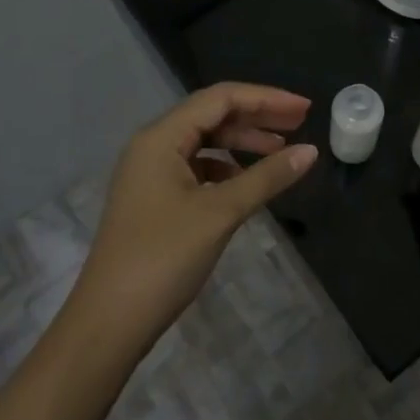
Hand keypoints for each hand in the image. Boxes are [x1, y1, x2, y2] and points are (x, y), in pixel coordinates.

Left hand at [69, 82, 316, 347]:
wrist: (109, 322)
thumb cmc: (164, 258)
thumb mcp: (221, 213)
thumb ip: (267, 177)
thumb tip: (310, 152)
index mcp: (161, 137)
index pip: (221, 98)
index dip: (266, 98)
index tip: (305, 110)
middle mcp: (153, 145)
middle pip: (212, 115)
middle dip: (257, 117)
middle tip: (301, 124)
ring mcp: (151, 173)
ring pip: (205, 142)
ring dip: (243, 143)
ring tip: (281, 153)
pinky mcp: (154, 199)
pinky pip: (196, 168)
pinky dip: (226, 168)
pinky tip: (247, 183)